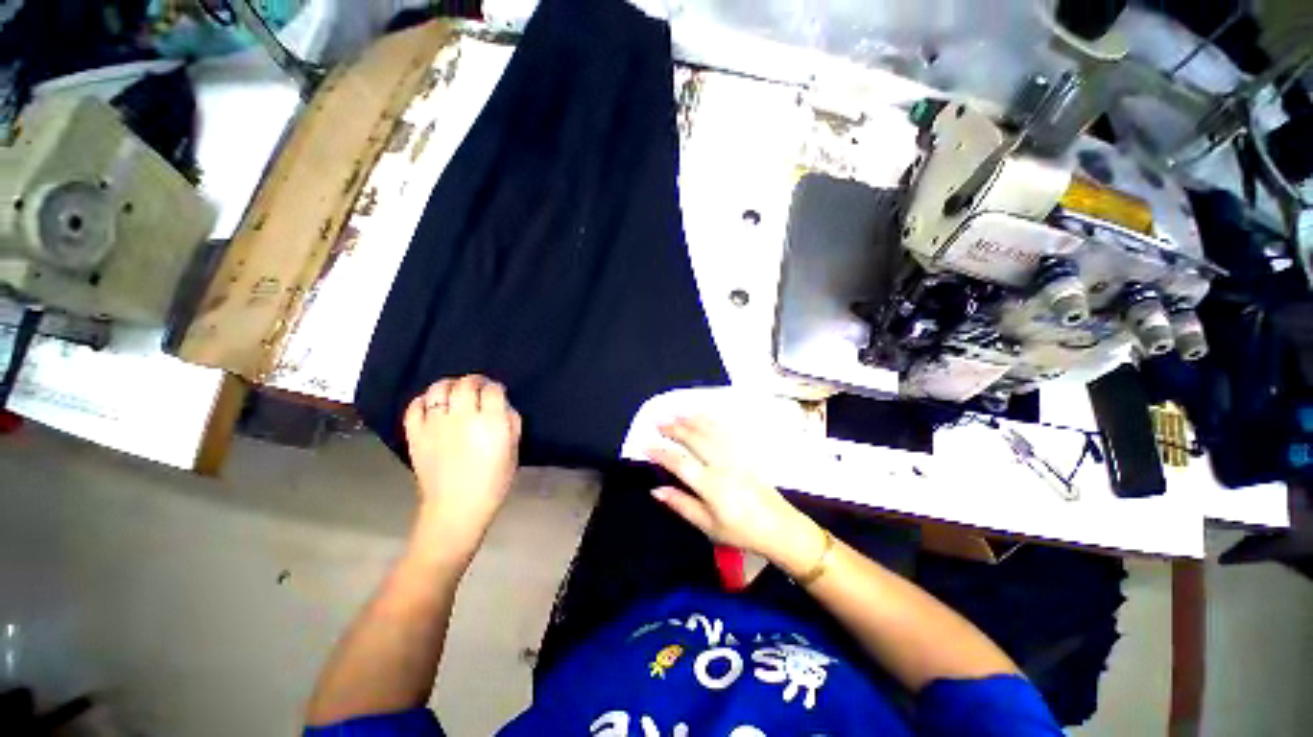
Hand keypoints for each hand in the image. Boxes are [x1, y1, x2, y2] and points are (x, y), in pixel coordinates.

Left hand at [404, 375, 521, 557]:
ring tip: (454, 390)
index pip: (493, 390)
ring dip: (449, 384)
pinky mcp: (416, 434)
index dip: (496, 387)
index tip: (498, 393)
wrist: (456, 508)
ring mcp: (435, 424)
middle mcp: (462, 417)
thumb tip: (503, 407)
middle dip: (475, 381)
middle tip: (479, 387)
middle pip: (466, 384)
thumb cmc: (493, 482)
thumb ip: (511, 424)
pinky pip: (415, 407)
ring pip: (439, 389)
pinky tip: (431, 404)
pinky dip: (422, 401)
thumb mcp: (513, 452)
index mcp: (491, 422)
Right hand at [647, 416, 818, 562]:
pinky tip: (703, 416)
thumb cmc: (741, 531)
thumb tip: (656, 490)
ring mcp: (736, 456)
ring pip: (710, 431)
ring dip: (691, 420)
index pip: (680, 463)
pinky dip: (711, 420)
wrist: (779, 527)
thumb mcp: (708, 526)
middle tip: (658, 421)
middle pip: (695, 439)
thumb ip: (681, 505)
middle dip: (674, 428)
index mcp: (711, 486)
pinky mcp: (745, 453)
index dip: (660, 452)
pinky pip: (726, 431)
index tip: (645, 444)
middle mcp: (722, 465)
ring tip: (675, 413)